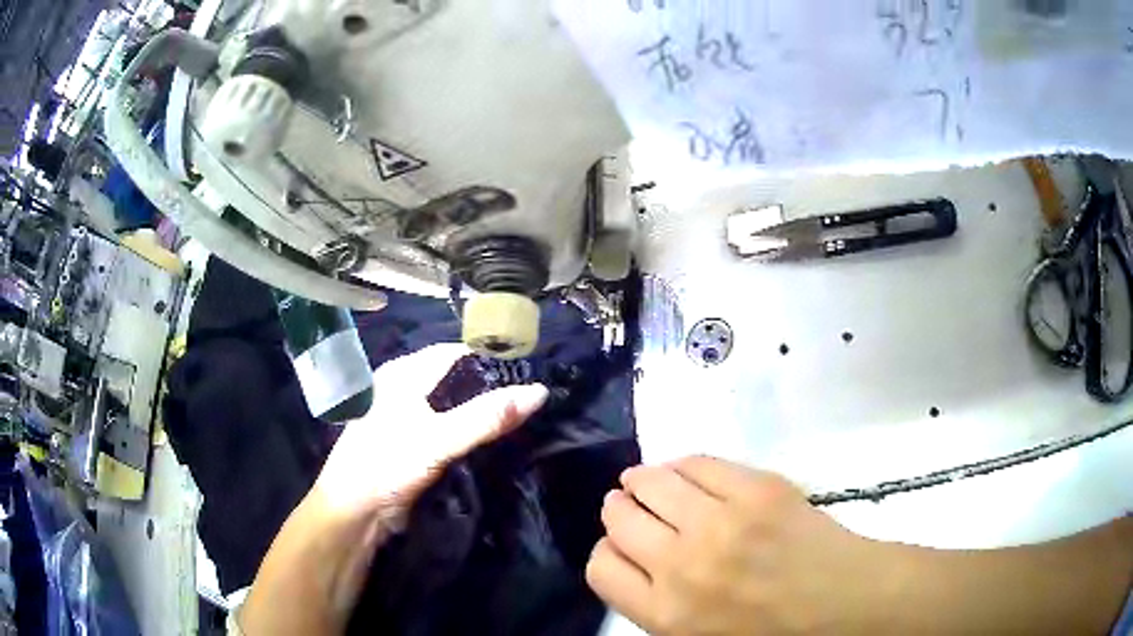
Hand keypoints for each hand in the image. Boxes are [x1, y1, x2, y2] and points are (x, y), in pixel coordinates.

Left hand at [312, 343, 548, 527]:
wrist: (356, 512)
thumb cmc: (388, 464)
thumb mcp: (439, 439)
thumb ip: (487, 417)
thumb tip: (539, 392)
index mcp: (404, 374)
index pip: (455, 354)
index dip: (490, 359)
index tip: (529, 370)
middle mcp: (404, 389)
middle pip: (455, 380)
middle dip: (489, 388)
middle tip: (531, 398)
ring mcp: (407, 419)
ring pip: (453, 407)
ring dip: (480, 413)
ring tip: (522, 417)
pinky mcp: (413, 445)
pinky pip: (449, 431)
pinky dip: (470, 433)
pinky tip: (494, 441)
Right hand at [586, 457, 897, 635]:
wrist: (844, 604)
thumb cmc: (772, 634)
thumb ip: (657, 607)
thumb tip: (634, 563)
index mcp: (666, 613)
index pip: (601, 568)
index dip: (607, 551)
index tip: (621, 546)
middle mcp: (682, 565)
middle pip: (619, 518)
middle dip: (618, 508)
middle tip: (628, 504)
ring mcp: (722, 521)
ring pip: (653, 481)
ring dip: (642, 479)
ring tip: (647, 481)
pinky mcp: (758, 488)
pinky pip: (700, 462)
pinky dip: (684, 465)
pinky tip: (686, 472)